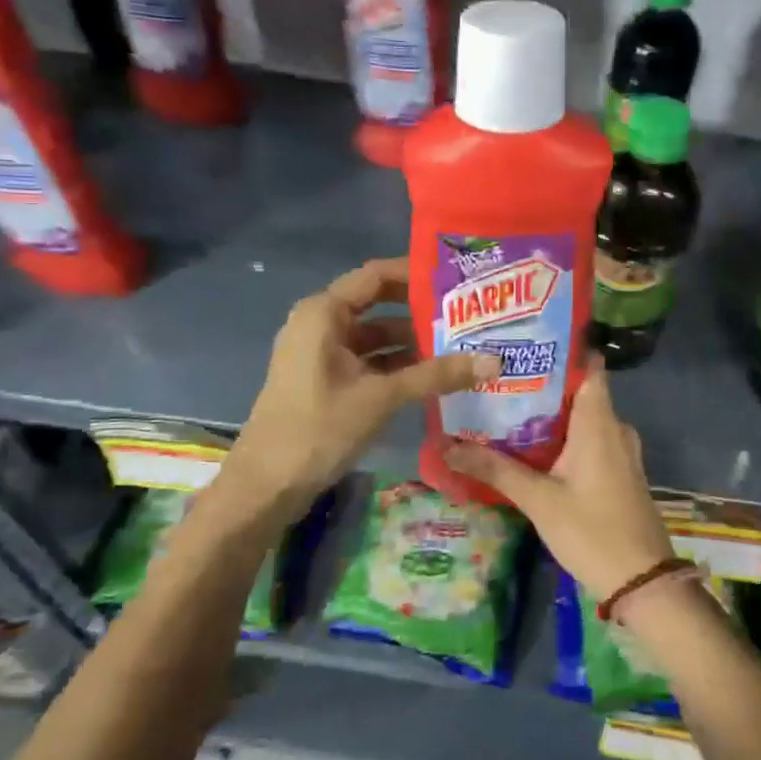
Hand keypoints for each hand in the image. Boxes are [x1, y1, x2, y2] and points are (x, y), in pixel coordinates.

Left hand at [224, 259, 498, 506]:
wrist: (266, 485)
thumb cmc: (319, 428)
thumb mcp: (382, 397)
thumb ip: (437, 375)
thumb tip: (494, 361)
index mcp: (324, 313)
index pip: (376, 275)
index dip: (416, 274)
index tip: (457, 279)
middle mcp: (320, 323)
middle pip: (378, 304)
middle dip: (421, 311)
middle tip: (468, 314)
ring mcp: (321, 353)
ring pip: (375, 336)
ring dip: (412, 342)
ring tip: (461, 345)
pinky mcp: (325, 379)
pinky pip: (367, 360)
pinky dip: (396, 365)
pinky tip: (433, 375)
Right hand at [443, 359, 673, 599]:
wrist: (642, 582)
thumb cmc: (592, 531)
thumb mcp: (538, 500)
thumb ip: (495, 470)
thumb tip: (447, 447)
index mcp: (600, 421)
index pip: (588, 365)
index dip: (559, 350)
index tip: (522, 343)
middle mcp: (614, 427)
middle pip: (578, 391)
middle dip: (540, 385)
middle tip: (497, 378)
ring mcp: (620, 451)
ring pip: (582, 419)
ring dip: (549, 415)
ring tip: (504, 408)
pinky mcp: (618, 472)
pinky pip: (589, 440)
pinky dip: (562, 438)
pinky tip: (530, 446)